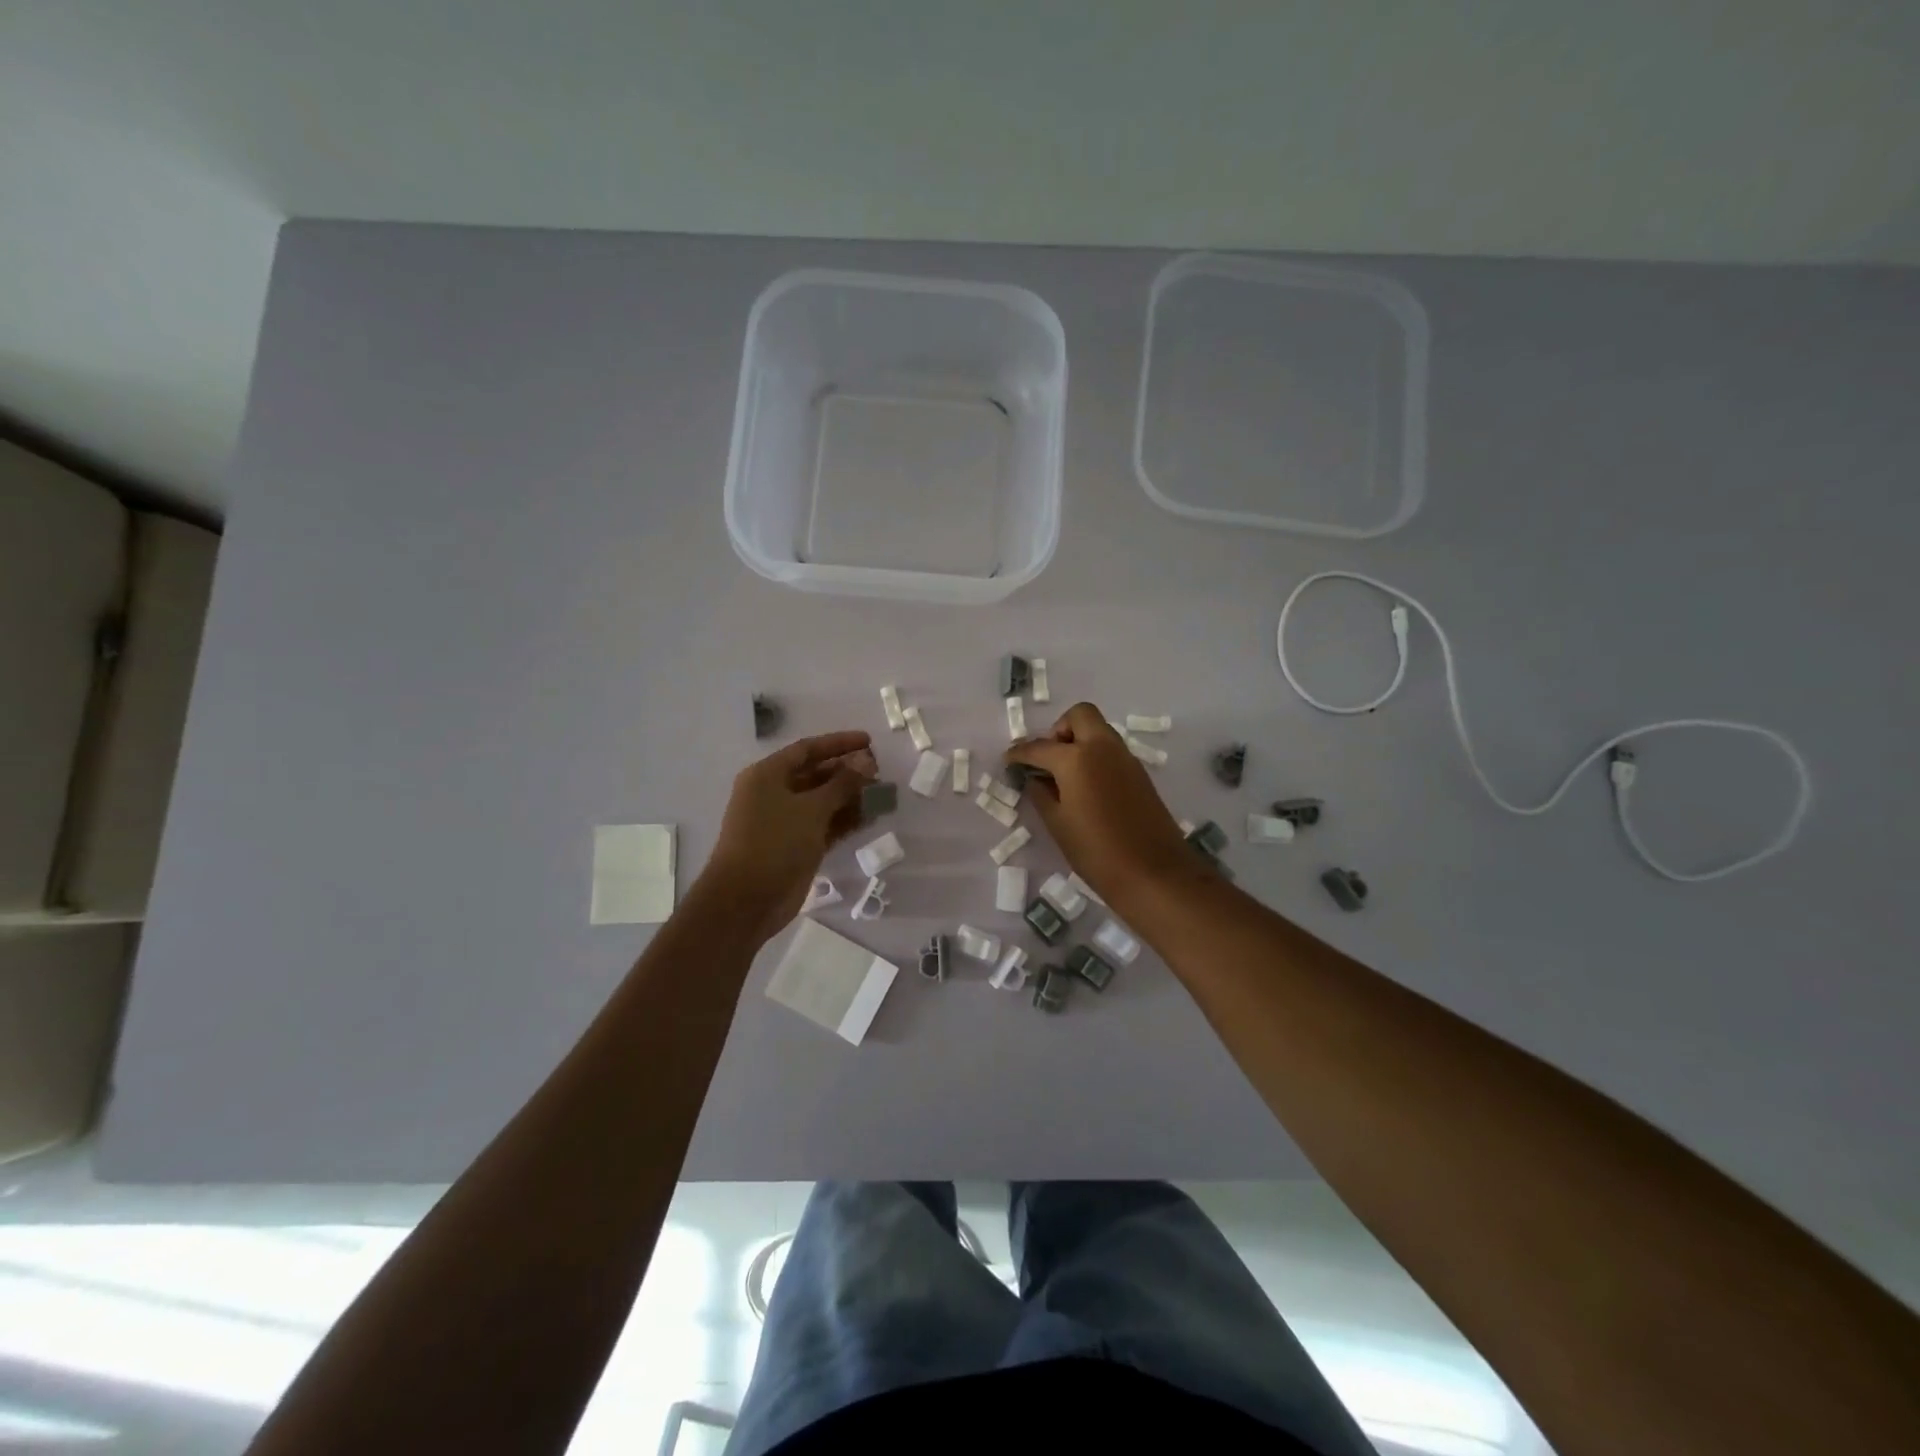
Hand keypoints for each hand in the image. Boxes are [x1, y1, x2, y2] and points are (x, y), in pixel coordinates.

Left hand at [701, 731, 875, 939]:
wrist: (746, 900)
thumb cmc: (774, 843)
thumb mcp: (811, 808)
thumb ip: (842, 784)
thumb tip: (866, 761)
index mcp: (767, 775)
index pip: (807, 749)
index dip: (838, 744)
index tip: (869, 741)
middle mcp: (774, 794)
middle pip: (815, 774)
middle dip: (847, 771)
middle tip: (879, 770)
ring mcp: (785, 822)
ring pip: (822, 801)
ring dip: (850, 796)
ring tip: (881, 792)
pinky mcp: (796, 846)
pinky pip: (825, 825)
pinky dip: (845, 820)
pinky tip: (870, 816)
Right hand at [1006, 703, 1199, 905]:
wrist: (1155, 874)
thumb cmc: (1097, 853)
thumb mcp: (1058, 825)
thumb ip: (1042, 795)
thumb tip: (1035, 779)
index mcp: (1076, 758)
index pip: (1039, 747)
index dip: (1019, 753)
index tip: (1008, 761)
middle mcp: (1103, 748)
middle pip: (1080, 715)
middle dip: (1058, 730)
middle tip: (1047, 759)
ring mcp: (1126, 758)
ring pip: (1099, 731)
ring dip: (1079, 741)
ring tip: (1064, 776)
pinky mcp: (1140, 774)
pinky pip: (1111, 751)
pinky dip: (1095, 757)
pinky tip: (1086, 788)